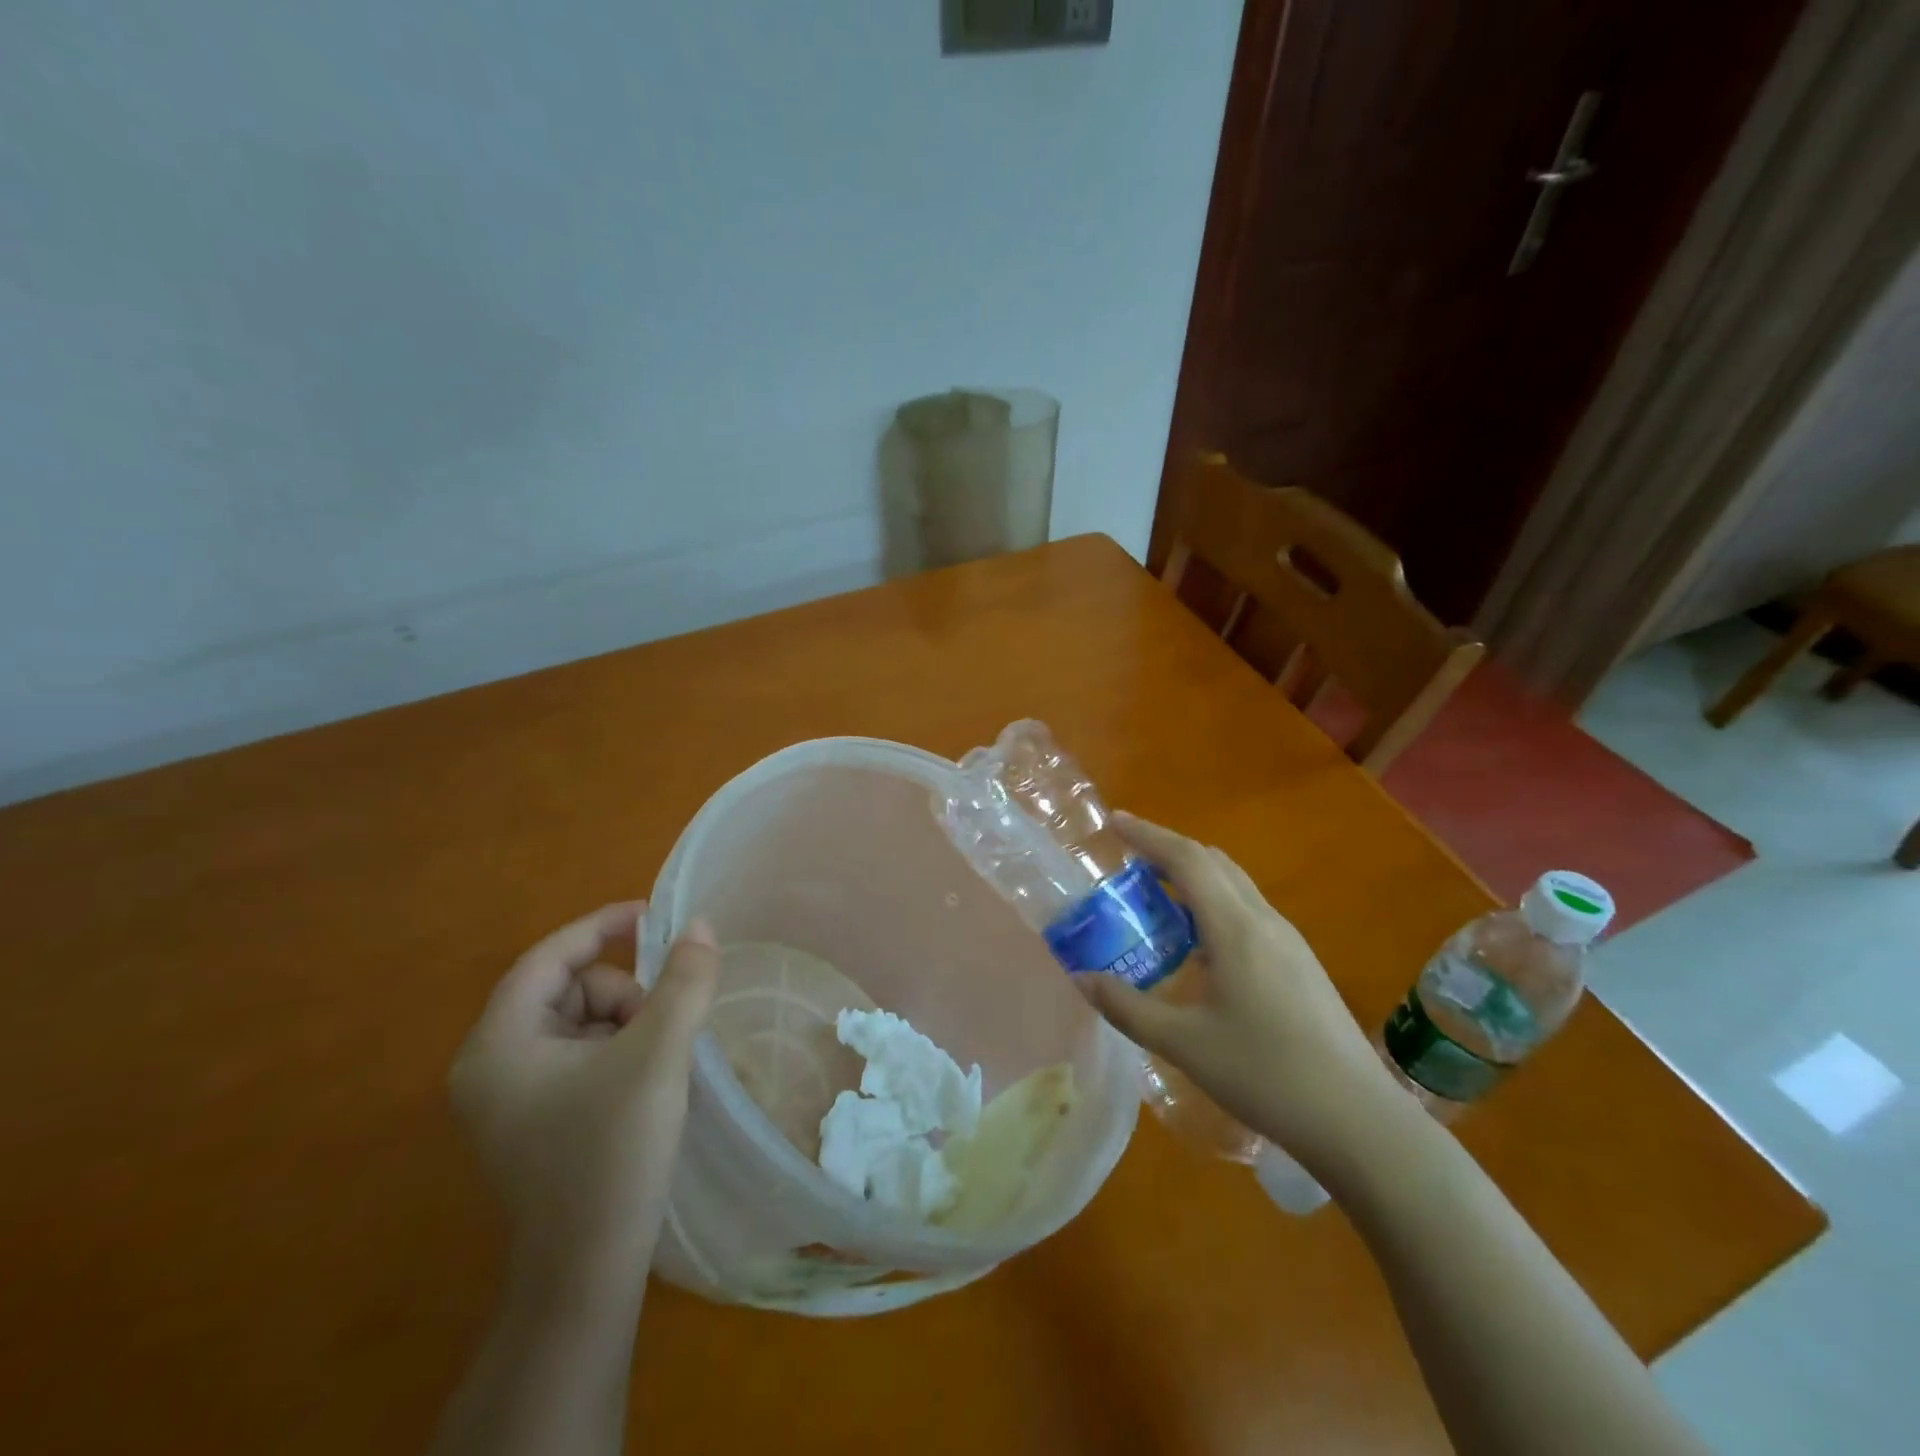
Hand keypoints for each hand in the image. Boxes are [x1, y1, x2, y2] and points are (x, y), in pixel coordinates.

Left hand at [449, 903, 719, 1289]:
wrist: (585, 1275)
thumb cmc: (611, 1154)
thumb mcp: (657, 1055)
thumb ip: (683, 982)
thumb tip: (700, 926)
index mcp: (498, 1044)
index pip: (548, 958)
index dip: (600, 927)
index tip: (651, 916)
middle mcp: (490, 1066)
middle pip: (567, 990)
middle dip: (622, 994)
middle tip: (662, 1026)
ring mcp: (508, 1099)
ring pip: (578, 1023)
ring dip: (626, 1025)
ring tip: (657, 1063)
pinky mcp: (532, 1123)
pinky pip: (578, 1057)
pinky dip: (617, 1052)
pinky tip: (644, 1083)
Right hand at [1075, 814, 1405, 1173]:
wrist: (1359, 1121)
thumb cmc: (1266, 1075)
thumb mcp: (1184, 1044)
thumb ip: (1127, 1008)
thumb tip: (1082, 978)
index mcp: (1235, 928)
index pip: (1186, 859)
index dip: (1147, 835)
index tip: (1114, 822)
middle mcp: (1264, 921)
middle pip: (1213, 862)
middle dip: (1168, 852)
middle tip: (1128, 862)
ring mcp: (1289, 942)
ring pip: (1235, 886)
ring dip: (1194, 878)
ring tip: (1157, 900)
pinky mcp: (1301, 964)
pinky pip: (1248, 912)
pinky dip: (1214, 905)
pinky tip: (1199, 947)